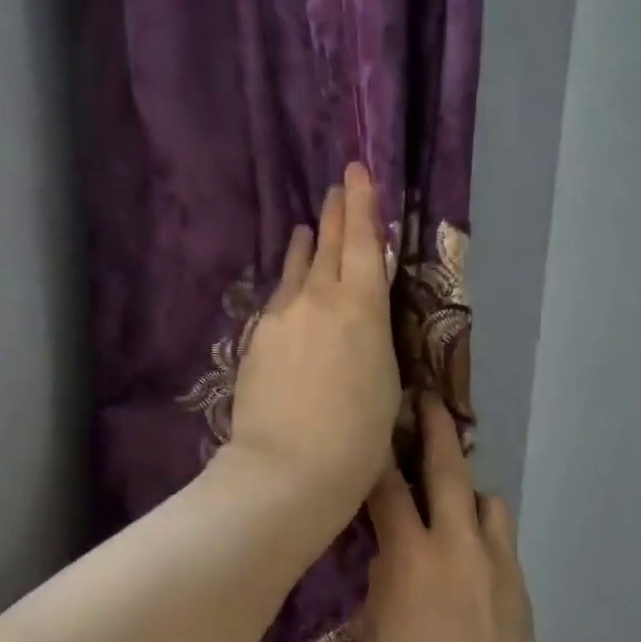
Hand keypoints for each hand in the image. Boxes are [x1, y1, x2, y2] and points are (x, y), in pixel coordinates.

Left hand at [227, 164, 401, 524]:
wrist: (288, 469)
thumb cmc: (357, 438)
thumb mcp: (385, 384)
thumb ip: (373, 341)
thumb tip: (362, 325)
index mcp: (361, 308)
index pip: (362, 243)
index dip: (362, 205)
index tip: (357, 172)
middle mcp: (317, 300)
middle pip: (327, 247)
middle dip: (335, 215)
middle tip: (336, 188)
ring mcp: (280, 319)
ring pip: (295, 272)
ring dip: (305, 249)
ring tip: (307, 230)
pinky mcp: (255, 343)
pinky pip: (277, 303)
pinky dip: (288, 289)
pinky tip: (289, 294)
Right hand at [364, 396, 543, 641]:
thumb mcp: (376, 631)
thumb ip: (383, 578)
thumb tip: (388, 550)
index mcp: (412, 558)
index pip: (388, 488)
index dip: (377, 453)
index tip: (371, 426)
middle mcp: (457, 545)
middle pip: (449, 470)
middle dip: (436, 430)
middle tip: (427, 401)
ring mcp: (496, 562)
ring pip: (487, 500)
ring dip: (468, 490)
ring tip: (450, 500)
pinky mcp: (519, 583)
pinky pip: (501, 536)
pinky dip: (484, 528)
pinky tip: (470, 551)